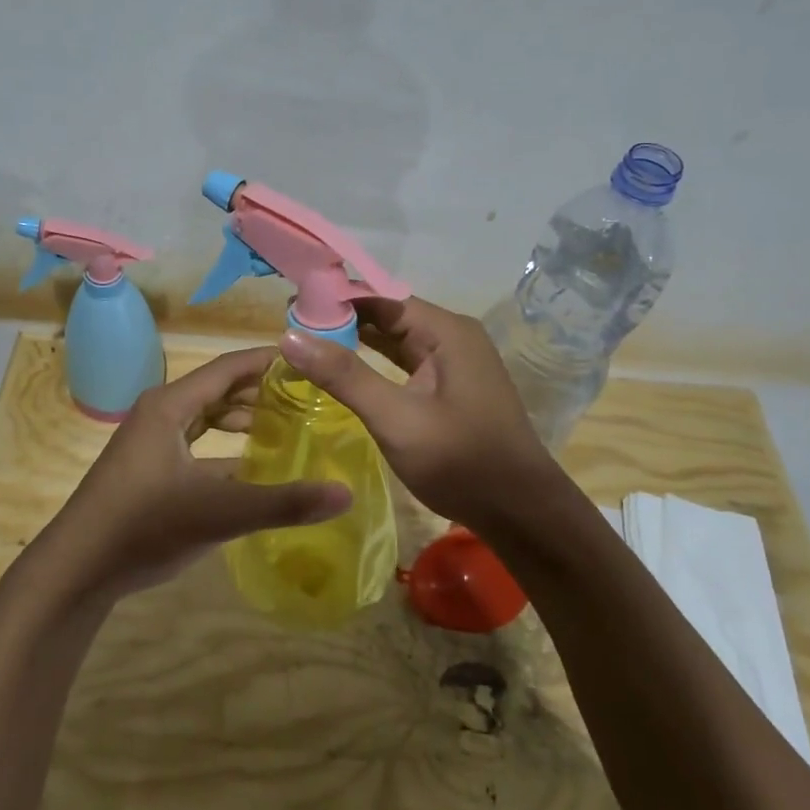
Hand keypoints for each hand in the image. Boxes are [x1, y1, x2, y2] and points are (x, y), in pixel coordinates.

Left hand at [37, 347, 351, 601]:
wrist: (76, 569)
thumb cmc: (144, 527)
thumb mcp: (219, 513)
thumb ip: (283, 503)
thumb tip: (345, 493)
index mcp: (171, 405)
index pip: (229, 367)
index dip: (268, 361)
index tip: (309, 362)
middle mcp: (159, 412)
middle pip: (218, 388)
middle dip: (260, 389)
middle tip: (307, 397)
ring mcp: (150, 440)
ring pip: (204, 415)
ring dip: (240, 417)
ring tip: (283, 425)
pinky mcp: (147, 467)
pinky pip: (194, 440)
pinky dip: (223, 444)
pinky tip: (248, 464)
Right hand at [278, 297, 567, 534]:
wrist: (520, 512)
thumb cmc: (461, 462)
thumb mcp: (396, 418)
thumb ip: (345, 376)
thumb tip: (289, 337)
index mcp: (446, 331)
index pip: (381, 297)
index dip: (336, 299)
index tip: (291, 306)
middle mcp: (452, 336)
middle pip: (388, 314)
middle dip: (341, 319)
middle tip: (290, 327)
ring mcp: (453, 362)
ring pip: (395, 339)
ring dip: (355, 340)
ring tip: (306, 342)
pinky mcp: (449, 387)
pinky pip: (405, 361)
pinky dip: (374, 362)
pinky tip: (343, 368)